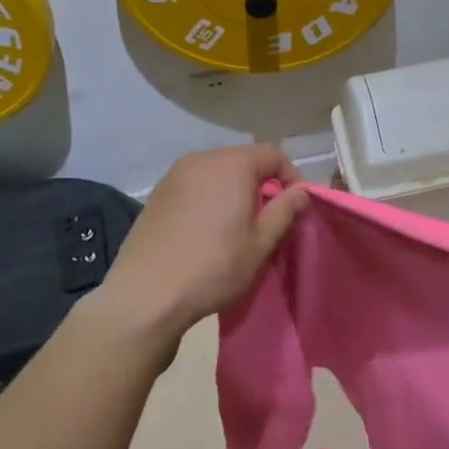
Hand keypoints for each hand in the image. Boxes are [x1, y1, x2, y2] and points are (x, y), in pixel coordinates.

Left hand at [100, 144, 310, 339]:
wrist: (147, 294)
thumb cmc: (214, 267)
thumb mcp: (261, 243)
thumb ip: (285, 210)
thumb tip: (301, 191)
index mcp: (232, 165)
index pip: (273, 155)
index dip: (291, 177)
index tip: (293, 207)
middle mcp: (202, 159)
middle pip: (243, 160)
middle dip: (261, 183)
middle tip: (267, 219)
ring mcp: (175, 174)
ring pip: (217, 172)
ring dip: (234, 191)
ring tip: (236, 226)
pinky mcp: (157, 193)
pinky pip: (195, 185)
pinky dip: (209, 197)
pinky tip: (206, 230)